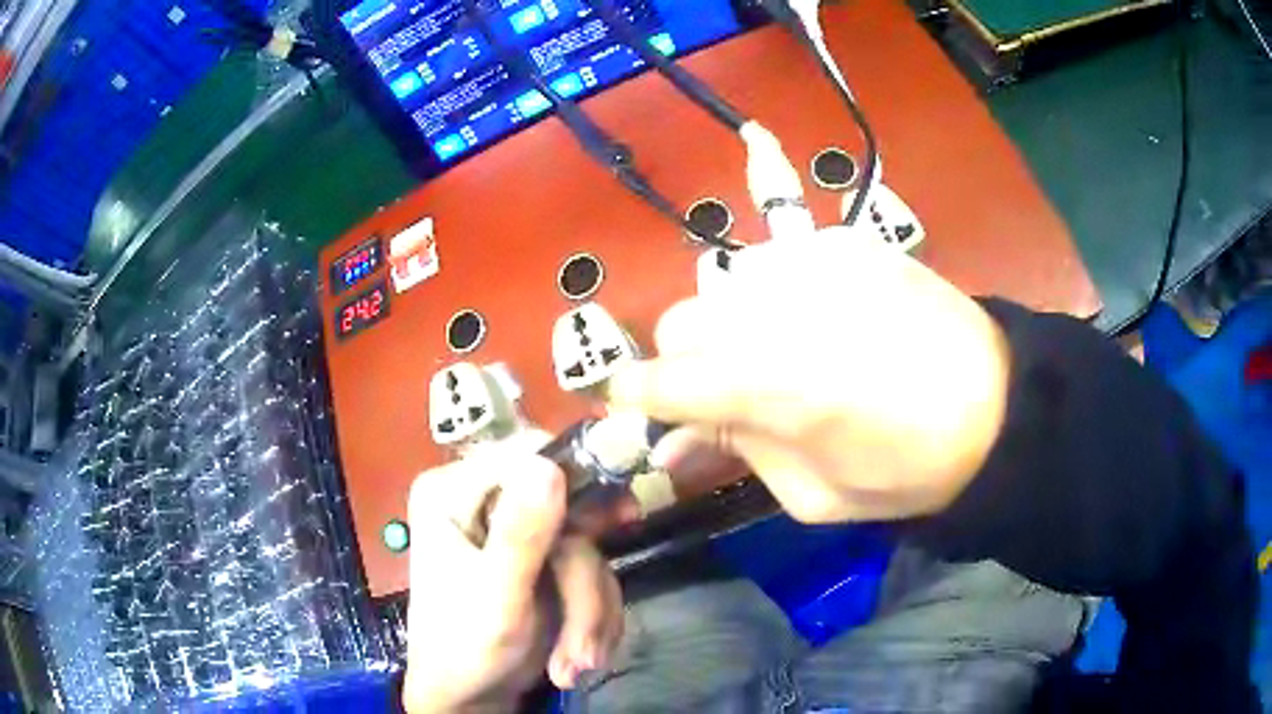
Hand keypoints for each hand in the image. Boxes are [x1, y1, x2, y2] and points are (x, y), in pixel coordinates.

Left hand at [403, 436, 623, 712]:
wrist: (471, 698)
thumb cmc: (466, 650)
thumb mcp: (495, 597)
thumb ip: (521, 535)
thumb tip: (548, 463)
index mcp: (453, 494)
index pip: (522, 457)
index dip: (575, 481)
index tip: (620, 516)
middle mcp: (485, 503)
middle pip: (568, 513)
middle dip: (582, 587)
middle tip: (586, 646)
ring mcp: (518, 534)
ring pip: (587, 550)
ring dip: (590, 612)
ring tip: (576, 663)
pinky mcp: (543, 563)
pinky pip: (591, 573)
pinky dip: (593, 617)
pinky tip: (576, 656)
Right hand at [609, 229, 1010, 522]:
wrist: (997, 403)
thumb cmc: (909, 469)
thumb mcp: (815, 495)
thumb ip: (739, 453)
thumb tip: (674, 442)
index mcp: (775, 387)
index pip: (665, 381)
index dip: (635, 395)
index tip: (627, 405)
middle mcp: (781, 310)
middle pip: (682, 320)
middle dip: (688, 361)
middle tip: (725, 390)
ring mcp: (813, 262)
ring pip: (722, 283)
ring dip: (729, 323)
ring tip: (776, 350)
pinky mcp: (844, 241)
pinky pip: (773, 259)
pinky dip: (774, 294)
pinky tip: (814, 317)